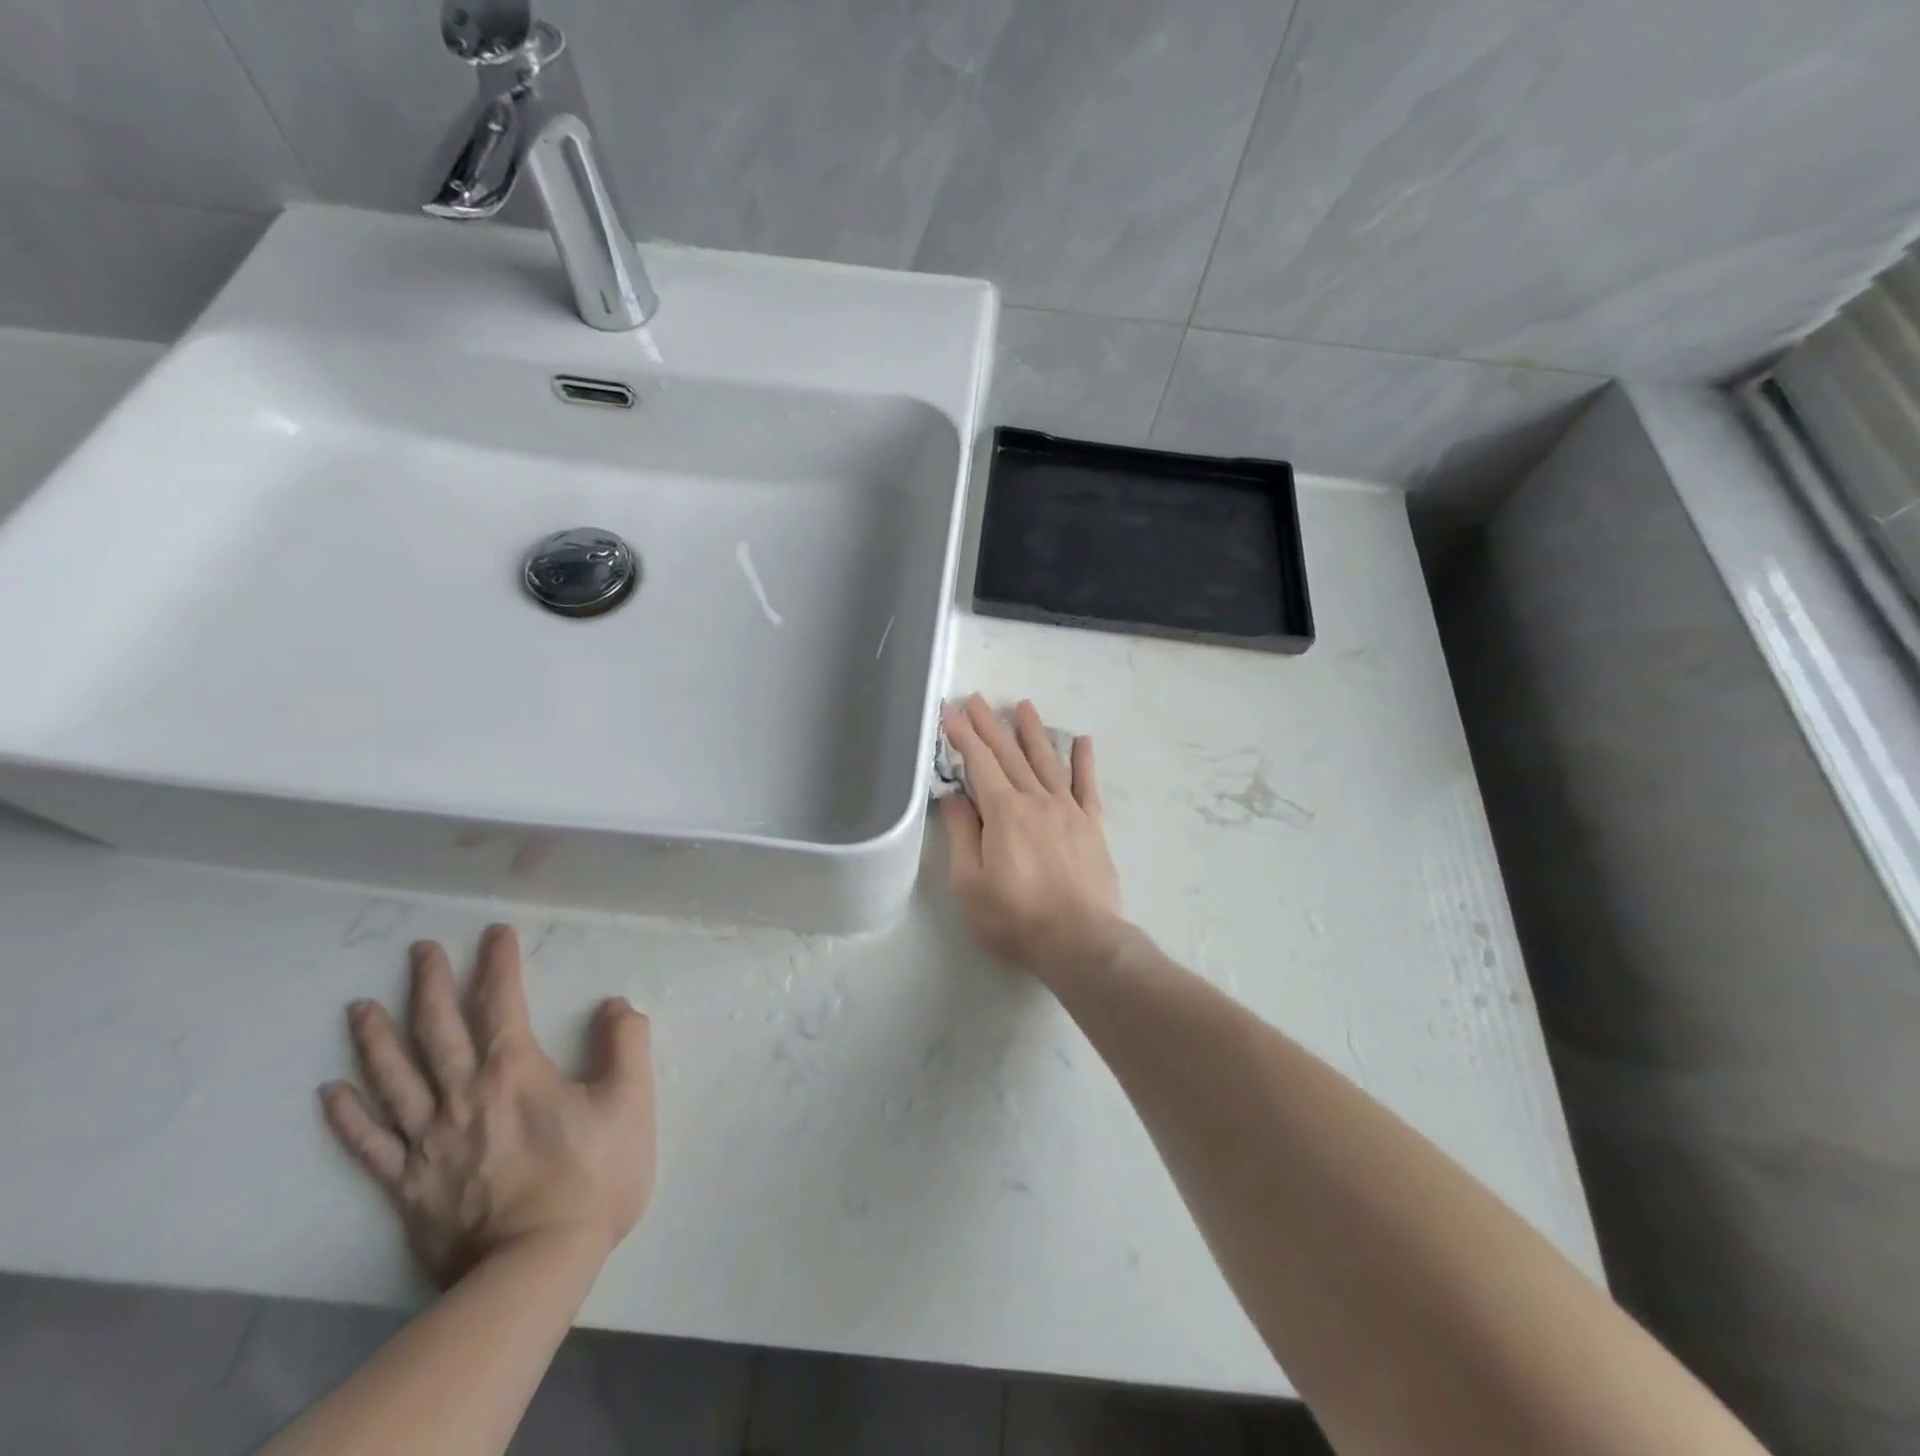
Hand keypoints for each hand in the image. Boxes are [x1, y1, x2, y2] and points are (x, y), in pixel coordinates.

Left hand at [320, 924, 655, 1288]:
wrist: (535, 1268)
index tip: (494, 933)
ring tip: (359, 1007)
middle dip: (428, 985)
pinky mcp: (409, 1187)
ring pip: (393, 1079)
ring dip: (375, 1040)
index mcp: (514, 1071)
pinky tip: (331, 1094)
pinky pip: (370, 1146)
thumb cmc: (591, 1177)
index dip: (498, 963)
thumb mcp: (631, 1102)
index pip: (501, 1002)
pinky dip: (348, 1118)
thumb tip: (614, 1004)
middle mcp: (462, 1095)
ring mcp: (429, 1142)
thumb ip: (627, 1043)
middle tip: (419, 951)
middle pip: (437, 1030)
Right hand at [939, 695, 1126, 980]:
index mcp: (1004, 812)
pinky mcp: (1092, 825)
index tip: (951, 712)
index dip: (963, 736)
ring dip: (1033, 732)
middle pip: (1010, 754)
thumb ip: (962, 835)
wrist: (1080, 941)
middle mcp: (1036, 800)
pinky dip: (1084, 761)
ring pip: (1047, 761)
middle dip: (990, 725)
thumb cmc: (1015, 918)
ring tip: (1023, 705)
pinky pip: (1087, 785)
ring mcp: (1069, 810)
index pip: (979, 763)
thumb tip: (954, 796)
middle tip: (976, 698)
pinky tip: (1082, 741)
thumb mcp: (970, 884)